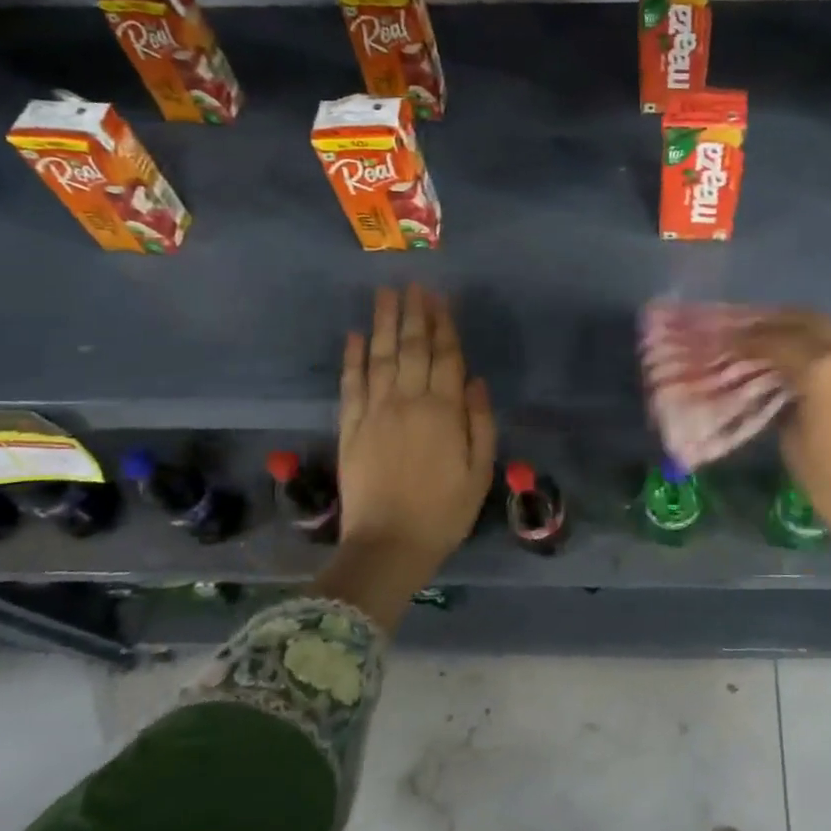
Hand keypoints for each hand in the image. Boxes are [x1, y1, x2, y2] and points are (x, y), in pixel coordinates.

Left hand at [337, 286, 496, 582]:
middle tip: (413, 284)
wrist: (388, 546)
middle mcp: (407, 402)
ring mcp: (374, 412)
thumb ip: (480, 423)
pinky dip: (351, 357)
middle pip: (411, 348)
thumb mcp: (480, 472)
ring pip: (379, 357)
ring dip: (382, 323)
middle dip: (414, 313)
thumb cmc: (444, 512)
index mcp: (444, 411)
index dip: (444, 325)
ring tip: (385, 294)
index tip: (441, 298)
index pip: (445, 356)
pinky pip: (350, 384)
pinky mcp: (349, 427)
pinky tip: (353, 335)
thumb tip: (475, 381)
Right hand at [737, 311, 830, 599]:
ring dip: (813, 336)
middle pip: (812, 321)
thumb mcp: (796, 449)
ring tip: (789, 348)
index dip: (748, 339)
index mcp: (825, 368)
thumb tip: (787, 392)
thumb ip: (786, 407)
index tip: (729, 341)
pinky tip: (828, 374)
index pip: (776, 340)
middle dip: (780, 323)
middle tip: (756, 332)